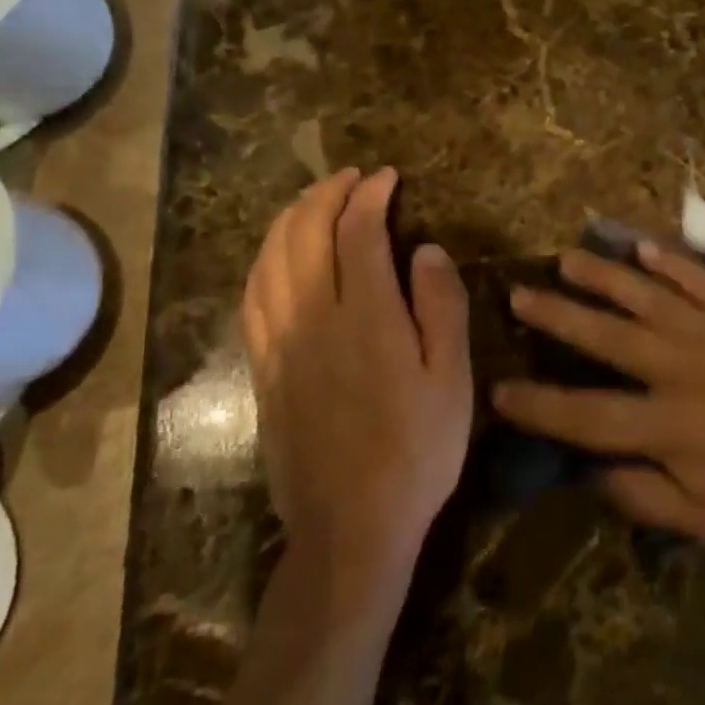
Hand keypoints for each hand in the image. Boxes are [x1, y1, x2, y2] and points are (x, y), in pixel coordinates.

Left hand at [240, 167, 472, 586]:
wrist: (350, 527)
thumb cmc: (417, 451)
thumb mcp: (453, 380)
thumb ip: (442, 307)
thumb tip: (426, 249)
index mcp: (365, 317)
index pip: (357, 231)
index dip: (370, 195)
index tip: (388, 178)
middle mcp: (313, 319)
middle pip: (304, 234)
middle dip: (325, 194)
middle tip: (351, 178)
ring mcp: (279, 344)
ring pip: (269, 260)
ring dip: (289, 219)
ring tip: (312, 202)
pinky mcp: (262, 370)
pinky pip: (251, 297)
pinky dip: (263, 260)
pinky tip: (276, 257)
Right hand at [494, 242, 704, 561]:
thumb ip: (644, 496)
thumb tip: (589, 472)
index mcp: (670, 426)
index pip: (586, 414)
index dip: (539, 404)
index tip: (500, 388)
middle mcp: (682, 370)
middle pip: (607, 338)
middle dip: (558, 315)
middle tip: (520, 293)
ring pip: (648, 297)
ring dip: (604, 277)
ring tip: (567, 258)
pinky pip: (704, 281)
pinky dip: (673, 263)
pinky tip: (643, 247)